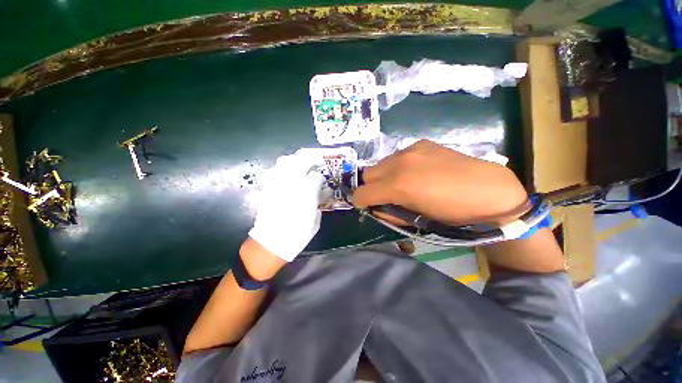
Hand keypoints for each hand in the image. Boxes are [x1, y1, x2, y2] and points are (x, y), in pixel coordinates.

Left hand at [248, 152, 324, 262]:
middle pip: (300, 161)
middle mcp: (291, 184)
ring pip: (284, 163)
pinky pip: (274, 172)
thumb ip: (318, 202)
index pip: (316, 176)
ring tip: (300, 165)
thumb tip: (321, 191)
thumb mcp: (314, 220)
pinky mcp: (267, 188)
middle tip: (313, 163)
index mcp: (306, 194)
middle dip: (309, 159)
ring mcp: (277, 184)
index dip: (320, 177)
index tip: (322, 181)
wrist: (270, 243)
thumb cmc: (297, 235)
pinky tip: (287, 174)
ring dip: (294, 161)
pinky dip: (282, 169)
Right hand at [352, 140, 528, 224]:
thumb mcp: (416, 221)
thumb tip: (376, 208)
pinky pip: (398, 156)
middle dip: (371, 187)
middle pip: (368, 174)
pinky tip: (416, 172)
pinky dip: (398, 166)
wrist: (489, 191)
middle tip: (386, 195)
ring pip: (381, 163)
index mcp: (398, 185)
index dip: (361, 202)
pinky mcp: (421, 143)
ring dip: (384, 175)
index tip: (367, 206)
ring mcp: (410, 150)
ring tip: (403, 183)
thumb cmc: (452, 214)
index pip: (362, 193)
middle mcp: (399, 163)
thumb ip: (390, 213)